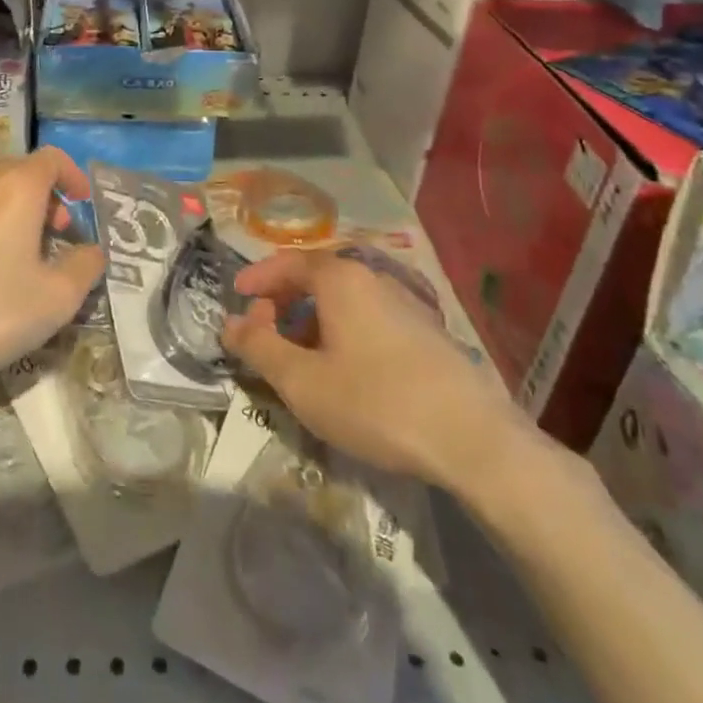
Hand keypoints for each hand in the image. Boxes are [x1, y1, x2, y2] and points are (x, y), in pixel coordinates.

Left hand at [0, 148, 104, 385]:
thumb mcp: (55, 300)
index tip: (82, 203)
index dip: (73, 176)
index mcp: (16, 188)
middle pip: (19, 171)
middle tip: (54, 234)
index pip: (52, 159)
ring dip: (9, 208)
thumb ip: (85, 267)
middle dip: (44, 196)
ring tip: (15, 249)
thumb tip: (92, 251)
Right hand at [222, 249, 540, 494]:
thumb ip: (258, 347)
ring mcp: (406, 303)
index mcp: (340, 279)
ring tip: (301, 358)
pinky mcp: (427, 333)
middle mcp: (373, 278)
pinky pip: (370, 318)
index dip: (257, 278)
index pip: (287, 263)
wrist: (474, 440)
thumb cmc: (375, 402)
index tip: (237, 297)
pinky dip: (344, 332)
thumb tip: (229, 323)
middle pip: (316, 278)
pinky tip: (346, 371)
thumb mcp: (301, 381)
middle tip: (264, 332)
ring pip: (345, 301)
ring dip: (313, 320)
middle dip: (284, 301)